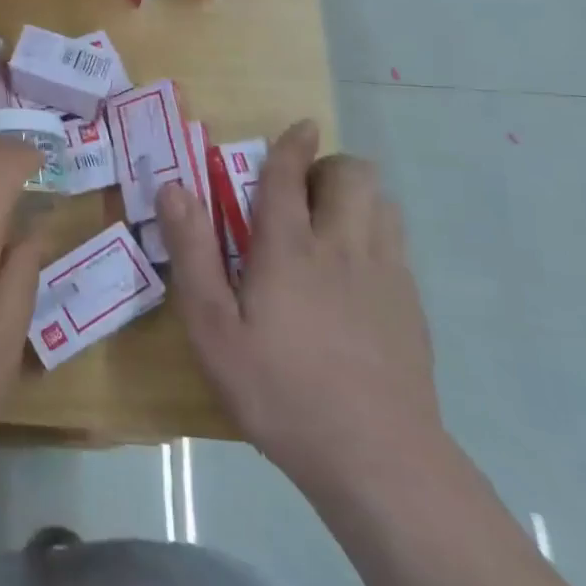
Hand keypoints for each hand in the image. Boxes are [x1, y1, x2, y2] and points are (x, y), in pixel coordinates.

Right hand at [156, 119, 445, 501]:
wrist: (377, 458)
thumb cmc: (279, 390)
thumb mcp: (212, 328)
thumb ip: (192, 253)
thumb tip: (174, 189)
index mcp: (289, 247)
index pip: (289, 174)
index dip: (291, 144)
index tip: (298, 127)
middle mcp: (343, 246)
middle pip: (353, 175)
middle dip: (329, 166)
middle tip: (301, 194)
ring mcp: (386, 275)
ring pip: (383, 203)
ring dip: (356, 196)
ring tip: (329, 225)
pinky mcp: (411, 306)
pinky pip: (397, 243)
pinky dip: (375, 234)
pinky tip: (355, 275)